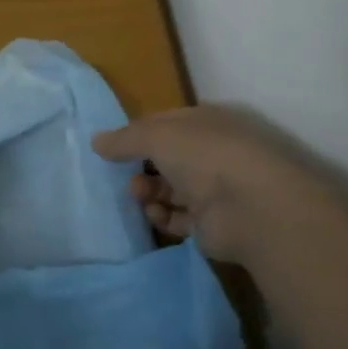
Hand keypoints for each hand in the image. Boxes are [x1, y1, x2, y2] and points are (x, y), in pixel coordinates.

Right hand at [92, 105, 314, 262]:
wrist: (250, 207)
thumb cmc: (204, 156)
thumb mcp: (155, 136)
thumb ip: (123, 139)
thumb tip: (97, 142)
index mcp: (204, 124)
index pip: (165, 124)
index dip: (138, 134)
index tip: (114, 147)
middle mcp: (211, 154)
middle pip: (166, 160)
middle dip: (141, 168)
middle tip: (126, 177)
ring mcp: (215, 190)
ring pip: (170, 190)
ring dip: (149, 192)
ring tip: (140, 196)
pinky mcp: (212, 224)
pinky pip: (178, 219)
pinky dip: (162, 218)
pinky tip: (156, 215)